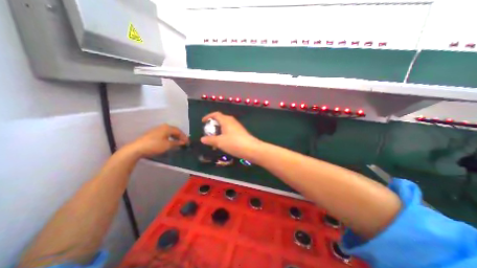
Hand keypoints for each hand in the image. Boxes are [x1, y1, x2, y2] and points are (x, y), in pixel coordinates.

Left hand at [130, 125, 189, 157]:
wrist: (137, 148)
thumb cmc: (154, 145)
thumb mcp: (167, 145)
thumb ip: (176, 143)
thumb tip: (183, 142)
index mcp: (167, 128)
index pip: (179, 131)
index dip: (184, 137)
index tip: (188, 142)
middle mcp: (163, 126)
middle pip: (174, 131)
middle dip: (180, 136)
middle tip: (184, 142)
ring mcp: (157, 129)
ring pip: (169, 132)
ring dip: (175, 137)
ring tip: (179, 142)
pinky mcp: (153, 133)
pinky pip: (165, 134)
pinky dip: (170, 137)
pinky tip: (170, 141)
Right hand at [199, 112, 262, 159]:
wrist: (251, 148)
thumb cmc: (234, 143)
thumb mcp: (219, 142)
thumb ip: (210, 140)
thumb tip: (202, 139)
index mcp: (226, 120)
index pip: (216, 114)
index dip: (208, 116)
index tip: (203, 122)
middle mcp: (232, 121)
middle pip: (221, 120)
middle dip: (213, 125)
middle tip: (208, 132)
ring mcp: (237, 127)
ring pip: (225, 126)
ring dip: (219, 131)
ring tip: (215, 140)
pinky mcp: (241, 132)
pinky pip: (230, 131)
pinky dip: (224, 135)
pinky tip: (223, 143)